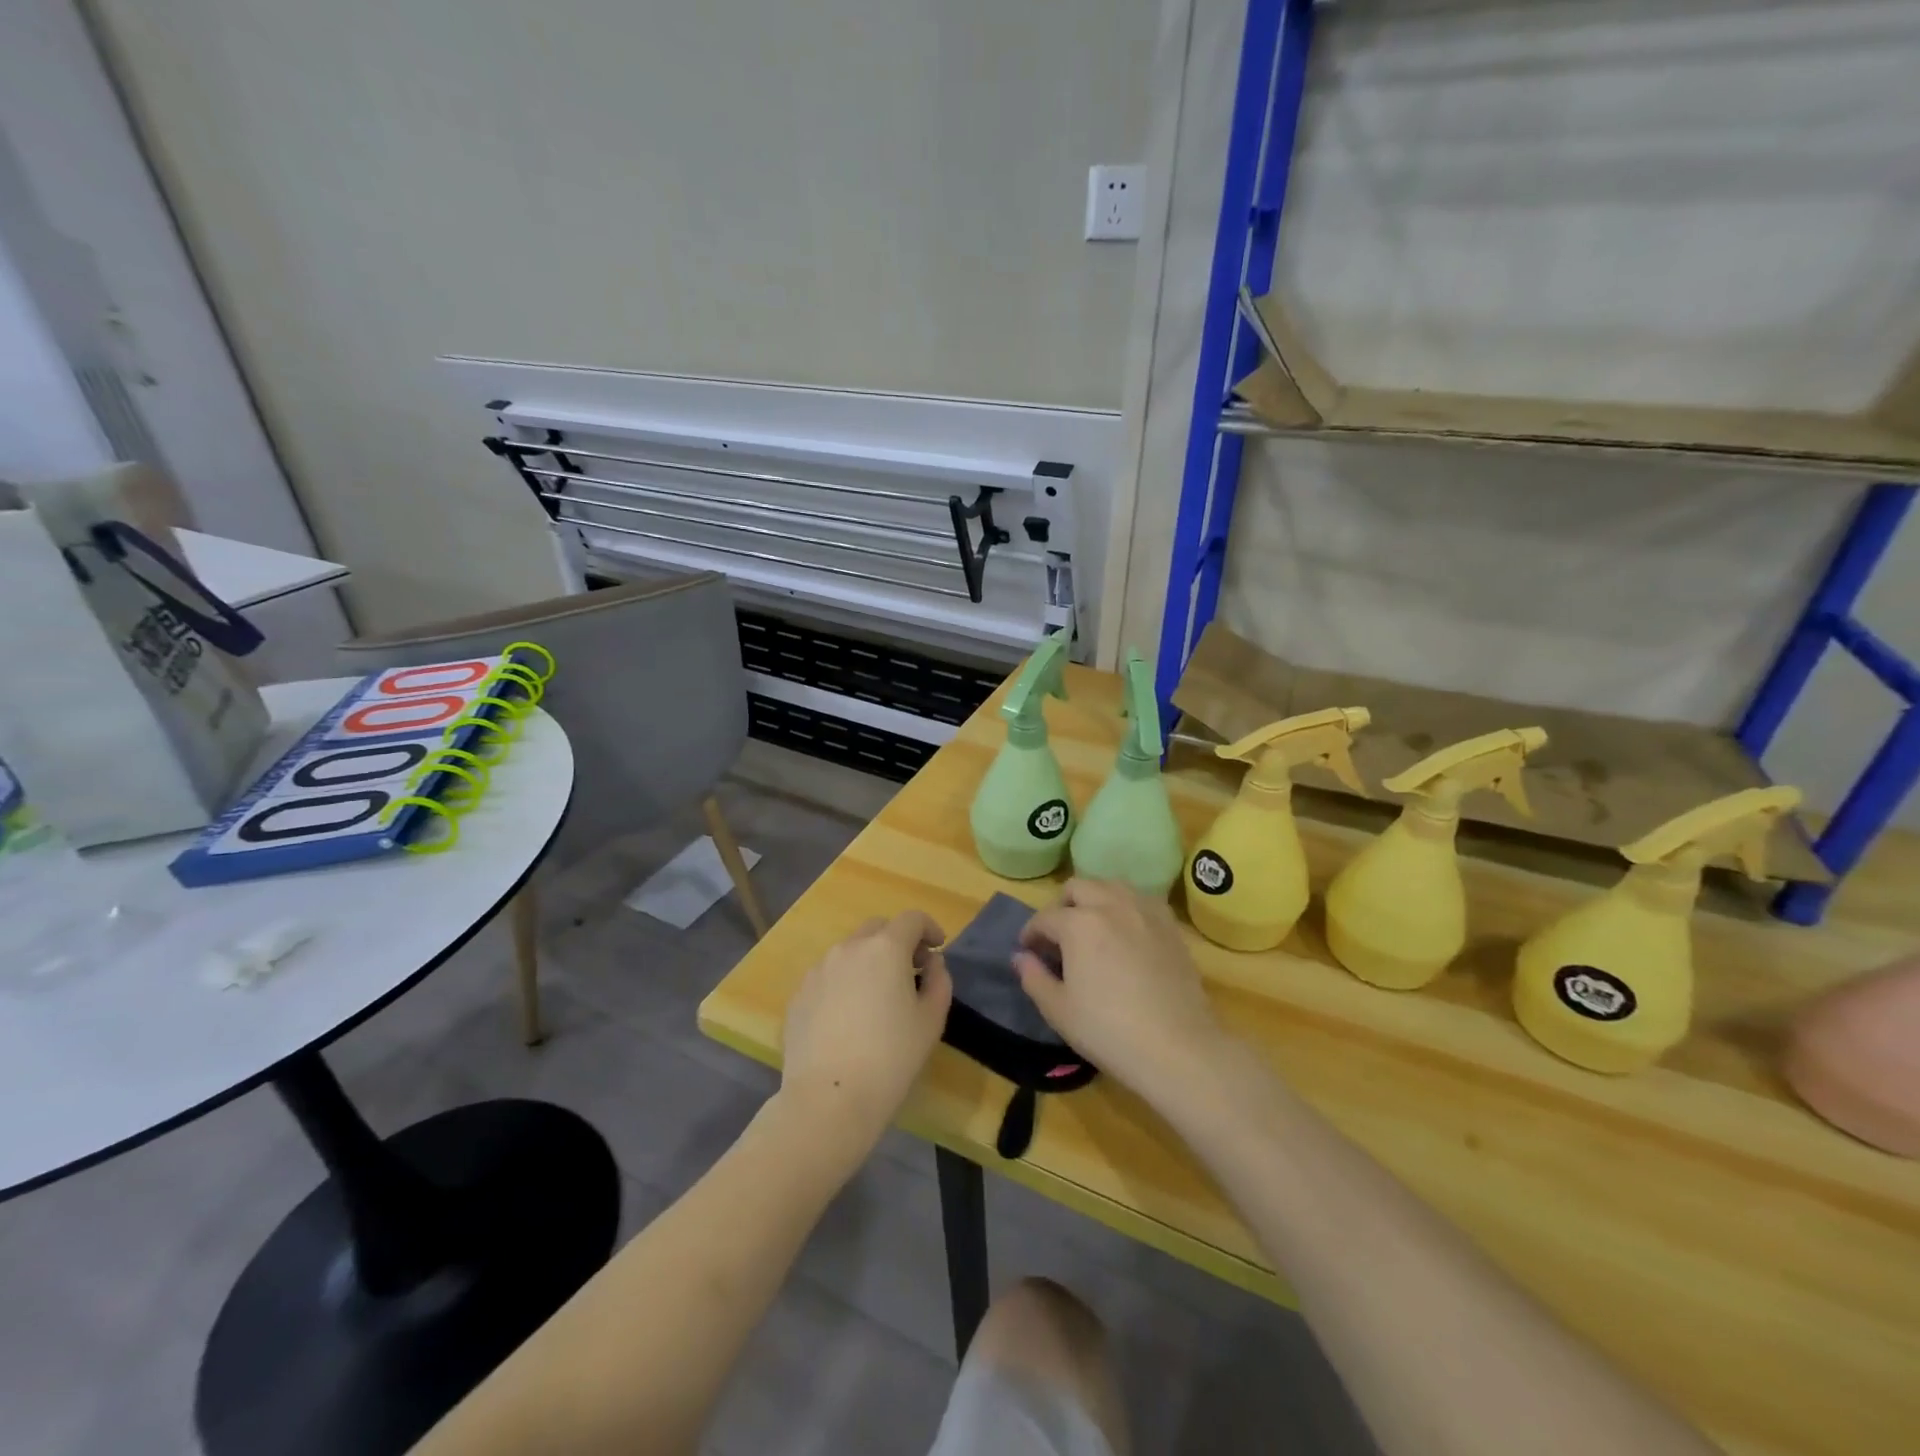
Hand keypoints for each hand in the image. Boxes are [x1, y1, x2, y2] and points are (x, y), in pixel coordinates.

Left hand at [780, 912, 952, 1150]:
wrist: (828, 1100)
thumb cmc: (891, 1058)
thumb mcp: (931, 1020)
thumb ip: (938, 981)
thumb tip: (931, 962)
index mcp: (885, 949)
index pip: (912, 919)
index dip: (929, 928)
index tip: (937, 949)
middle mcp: (848, 948)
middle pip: (877, 928)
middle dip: (898, 941)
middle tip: (911, 971)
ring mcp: (818, 970)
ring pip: (850, 951)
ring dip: (869, 961)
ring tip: (877, 997)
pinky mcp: (799, 994)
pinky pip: (828, 976)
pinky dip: (844, 982)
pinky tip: (849, 1018)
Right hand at [1013, 880, 1226, 1101]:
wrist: (1178, 1048)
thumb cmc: (1109, 1031)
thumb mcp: (1059, 1010)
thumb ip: (1033, 977)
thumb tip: (1020, 957)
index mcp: (1079, 923)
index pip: (1045, 918)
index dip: (1031, 933)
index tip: (1028, 951)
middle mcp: (1111, 905)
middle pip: (1078, 887)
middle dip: (1061, 906)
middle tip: (1058, 937)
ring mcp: (1145, 911)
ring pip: (1111, 886)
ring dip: (1094, 899)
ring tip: (1091, 928)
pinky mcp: (1170, 925)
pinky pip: (1141, 900)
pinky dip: (1125, 907)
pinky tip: (1125, 933)